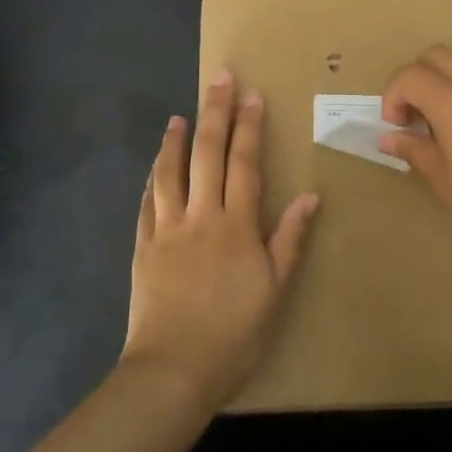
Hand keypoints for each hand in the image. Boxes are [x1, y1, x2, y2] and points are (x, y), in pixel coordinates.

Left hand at [121, 70, 319, 413]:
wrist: (172, 371)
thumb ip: (290, 239)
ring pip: (170, 172)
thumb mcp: (275, 291)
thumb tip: (308, 195)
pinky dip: (152, 178)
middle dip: (216, 113)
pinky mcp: (143, 247)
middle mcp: (200, 216)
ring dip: (175, 140)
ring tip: (179, 115)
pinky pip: (147, 203)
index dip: (249, 126)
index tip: (252, 95)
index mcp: (236, 225)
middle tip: (219, 79)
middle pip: (207, 154)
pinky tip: (155, 167)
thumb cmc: (233, 334)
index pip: (244, 163)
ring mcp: (166, 229)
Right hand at [380, 46, 451, 258]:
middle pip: (434, 56)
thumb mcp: (444, 181)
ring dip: (442, 79)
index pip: (408, 76)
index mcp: (450, 99)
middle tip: (414, 118)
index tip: (396, 129)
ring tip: (442, 119)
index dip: (392, 97)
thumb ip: (414, 151)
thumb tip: (389, 138)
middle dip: (414, 79)